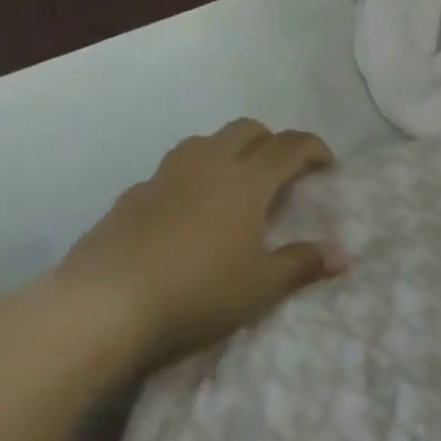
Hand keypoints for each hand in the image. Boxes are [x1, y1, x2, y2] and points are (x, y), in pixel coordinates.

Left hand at [55, 119, 345, 371]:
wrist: (98, 310)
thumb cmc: (195, 293)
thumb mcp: (259, 287)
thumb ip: (302, 265)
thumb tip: (342, 255)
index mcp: (247, 179)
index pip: (290, 145)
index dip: (313, 148)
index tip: (326, 164)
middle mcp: (208, 165)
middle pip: (246, 130)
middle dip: (270, 141)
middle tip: (280, 171)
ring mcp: (163, 178)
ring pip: (203, 143)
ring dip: (225, 151)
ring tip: (230, 183)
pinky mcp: (127, 199)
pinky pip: (168, 173)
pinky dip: (186, 180)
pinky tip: (182, 213)